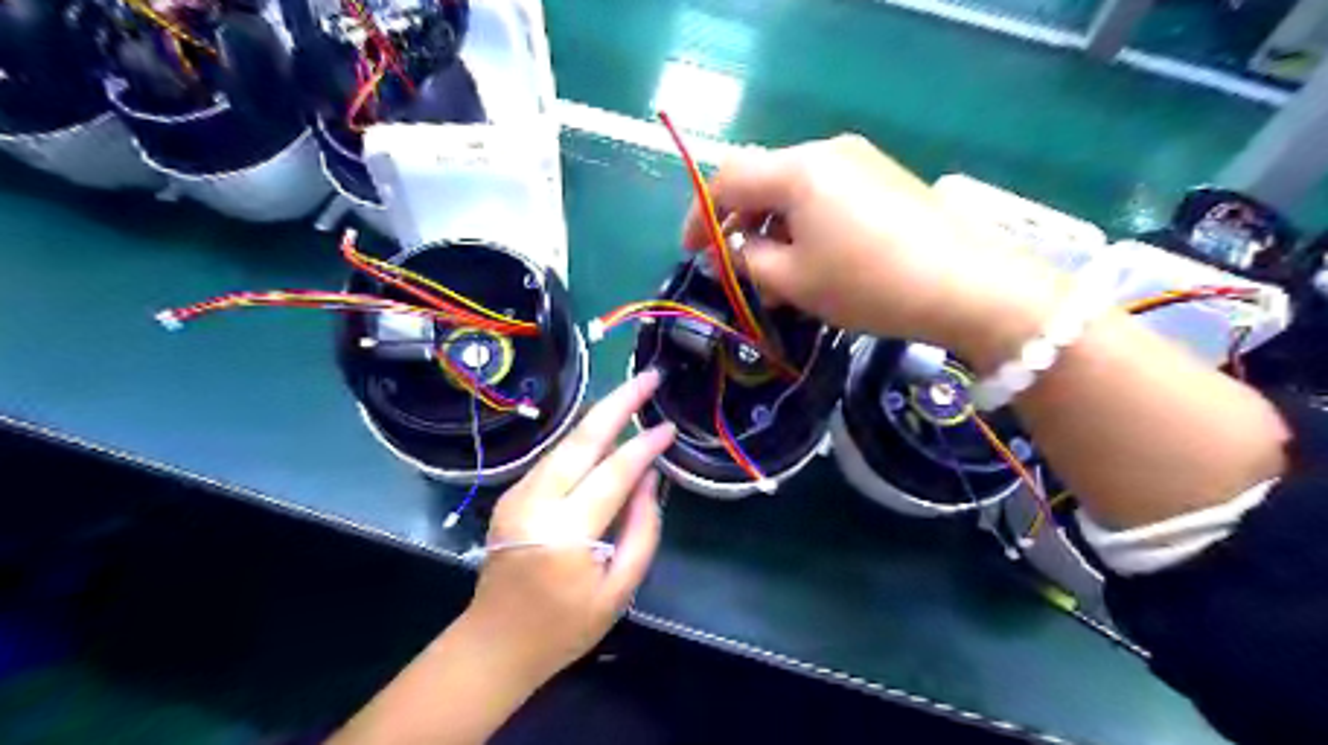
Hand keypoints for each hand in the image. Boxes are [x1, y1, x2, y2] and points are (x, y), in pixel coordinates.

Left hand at [463, 369, 673, 687]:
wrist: (494, 643)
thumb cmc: (564, 626)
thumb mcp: (619, 590)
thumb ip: (642, 530)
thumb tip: (651, 478)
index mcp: (566, 533)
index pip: (614, 473)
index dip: (645, 445)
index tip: (669, 426)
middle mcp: (536, 502)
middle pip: (582, 439)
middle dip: (618, 402)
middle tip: (648, 377)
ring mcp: (517, 495)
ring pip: (565, 442)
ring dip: (599, 415)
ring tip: (631, 394)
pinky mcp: (511, 495)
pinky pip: (554, 458)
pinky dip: (583, 440)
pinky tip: (605, 431)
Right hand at [684, 133, 1064, 363]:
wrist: (968, 285)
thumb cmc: (868, 284)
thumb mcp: (794, 281)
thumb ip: (748, 260)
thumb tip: (733, 249)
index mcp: (797, 170)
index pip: (727, 179)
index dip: (699, 216)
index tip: (690, 253)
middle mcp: (826, 151)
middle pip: (761, 180)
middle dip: (737, 225)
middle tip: (733, 268)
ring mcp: (859, 161)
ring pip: (793, 190)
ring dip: (772, 229)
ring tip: (773, 278)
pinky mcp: (883, 179)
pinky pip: (825, 195)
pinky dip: (804, 225)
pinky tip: (811, 262)